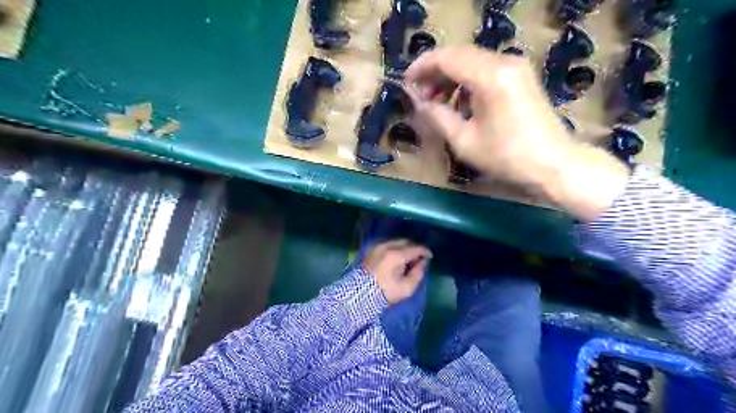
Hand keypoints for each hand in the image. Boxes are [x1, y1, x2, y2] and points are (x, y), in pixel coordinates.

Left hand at [361, 240, 431, 304]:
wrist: (359, 295)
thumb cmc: (385, 293)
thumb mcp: (406, 288)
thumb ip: (418, 274)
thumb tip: (423, 263)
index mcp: (397, 255)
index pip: (416, 248)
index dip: (425, 252)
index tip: (430, 257)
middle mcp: (387, 246)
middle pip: (406, 242)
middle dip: (415, 248)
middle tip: (420, 258)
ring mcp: (378, 247)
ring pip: (396, 242)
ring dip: (405, 248)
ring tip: (409, 258)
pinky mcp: (371, 250)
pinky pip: (388, 245)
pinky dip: (395, 248)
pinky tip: (397, 258)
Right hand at [405, 44, 628, 220]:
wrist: (553, 165)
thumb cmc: (506, 157)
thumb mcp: (464, 141)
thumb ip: (438, 116)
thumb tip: (420, 103)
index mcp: (490, 76)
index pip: (447, 58)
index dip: (422, 67)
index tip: (406, 83)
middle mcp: (504, 62)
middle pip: (459, 55)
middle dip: (435, 73)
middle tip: (420, 97)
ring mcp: (516, 67)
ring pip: (473, 62)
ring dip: (451, 78)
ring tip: (437, 103)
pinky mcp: (521, 77)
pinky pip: (486, 71)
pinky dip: (467, 82)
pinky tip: (460, 104)